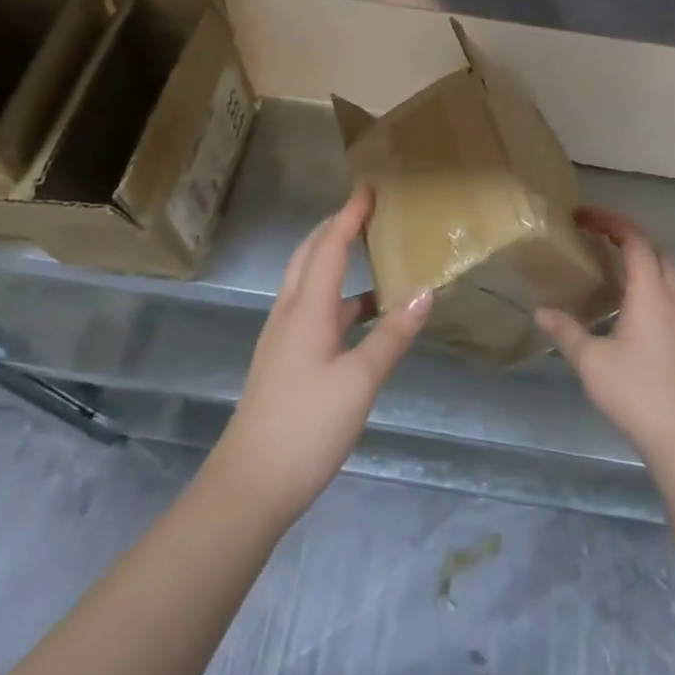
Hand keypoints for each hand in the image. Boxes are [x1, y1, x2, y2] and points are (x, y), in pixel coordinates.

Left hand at [212, 187, 432, 520]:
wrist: (248, 488)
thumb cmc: (306, 427)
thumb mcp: (359, 382)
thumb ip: (392, 335)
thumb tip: (425, 292)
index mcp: (306, 309)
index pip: (329, 246)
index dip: (349, 215)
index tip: (368, 186)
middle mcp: (290, 314)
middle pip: (309, 255)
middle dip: (335, 227)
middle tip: (366, 210)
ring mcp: (284, 338)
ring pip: (309, 282)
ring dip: (334, 259)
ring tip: (371, 252)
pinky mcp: (285, 360)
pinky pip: (312, 308)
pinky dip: (338, 295)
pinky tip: (365, 313)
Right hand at [536, 207, 674, 464]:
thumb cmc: (635, 392)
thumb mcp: (590, 361)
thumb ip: (565, 332)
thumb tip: (540, 311)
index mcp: (649, 292)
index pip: (635, 241)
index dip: (612, 222)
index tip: (586, 217)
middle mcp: (672, 297)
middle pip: (658, 251)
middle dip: (630, 236)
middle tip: (601, 237)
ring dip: (653, 257)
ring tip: (627, 263)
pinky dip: (667, 281)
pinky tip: (652, 301)